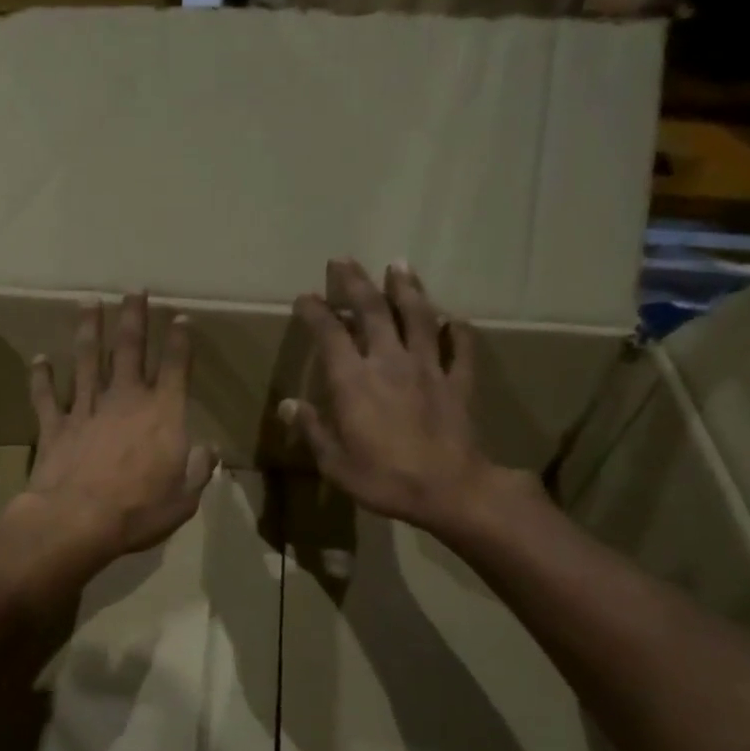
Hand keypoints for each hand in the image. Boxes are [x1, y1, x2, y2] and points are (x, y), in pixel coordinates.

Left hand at [12, 293, 217, 567]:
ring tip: (88, 303)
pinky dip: (41, 377)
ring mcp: (86, 409)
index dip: (180, 341)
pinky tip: (39, 359)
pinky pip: (46, 396)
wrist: (77, 520)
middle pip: (130, 349)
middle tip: (134, 290)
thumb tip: (209, 449)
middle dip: (134, 317)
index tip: (180, 317)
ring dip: (88, 330)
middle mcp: (125, 400)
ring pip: (88, 360)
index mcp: (162, 414)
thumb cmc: (139, 512)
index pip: (176, 368)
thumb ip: (198, 469)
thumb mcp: (184, 498)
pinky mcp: (55, 425)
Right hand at [283, 259, 522, 542]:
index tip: (306, 297)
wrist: (450, 491)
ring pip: (419, 318)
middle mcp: (390, 362)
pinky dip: (459, 332)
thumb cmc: (384, 478)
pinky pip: (462, 350)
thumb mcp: (334, 462)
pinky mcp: (459, 383)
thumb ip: (312, 429)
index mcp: (353, 381)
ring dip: (407, 289)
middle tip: (344, 260)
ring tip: (400, 265)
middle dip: (356, 283)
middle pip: (373, 311)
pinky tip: (456, 320)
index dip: (316, 312)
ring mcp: (429, 369)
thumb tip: (288, 404)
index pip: (329, 334)